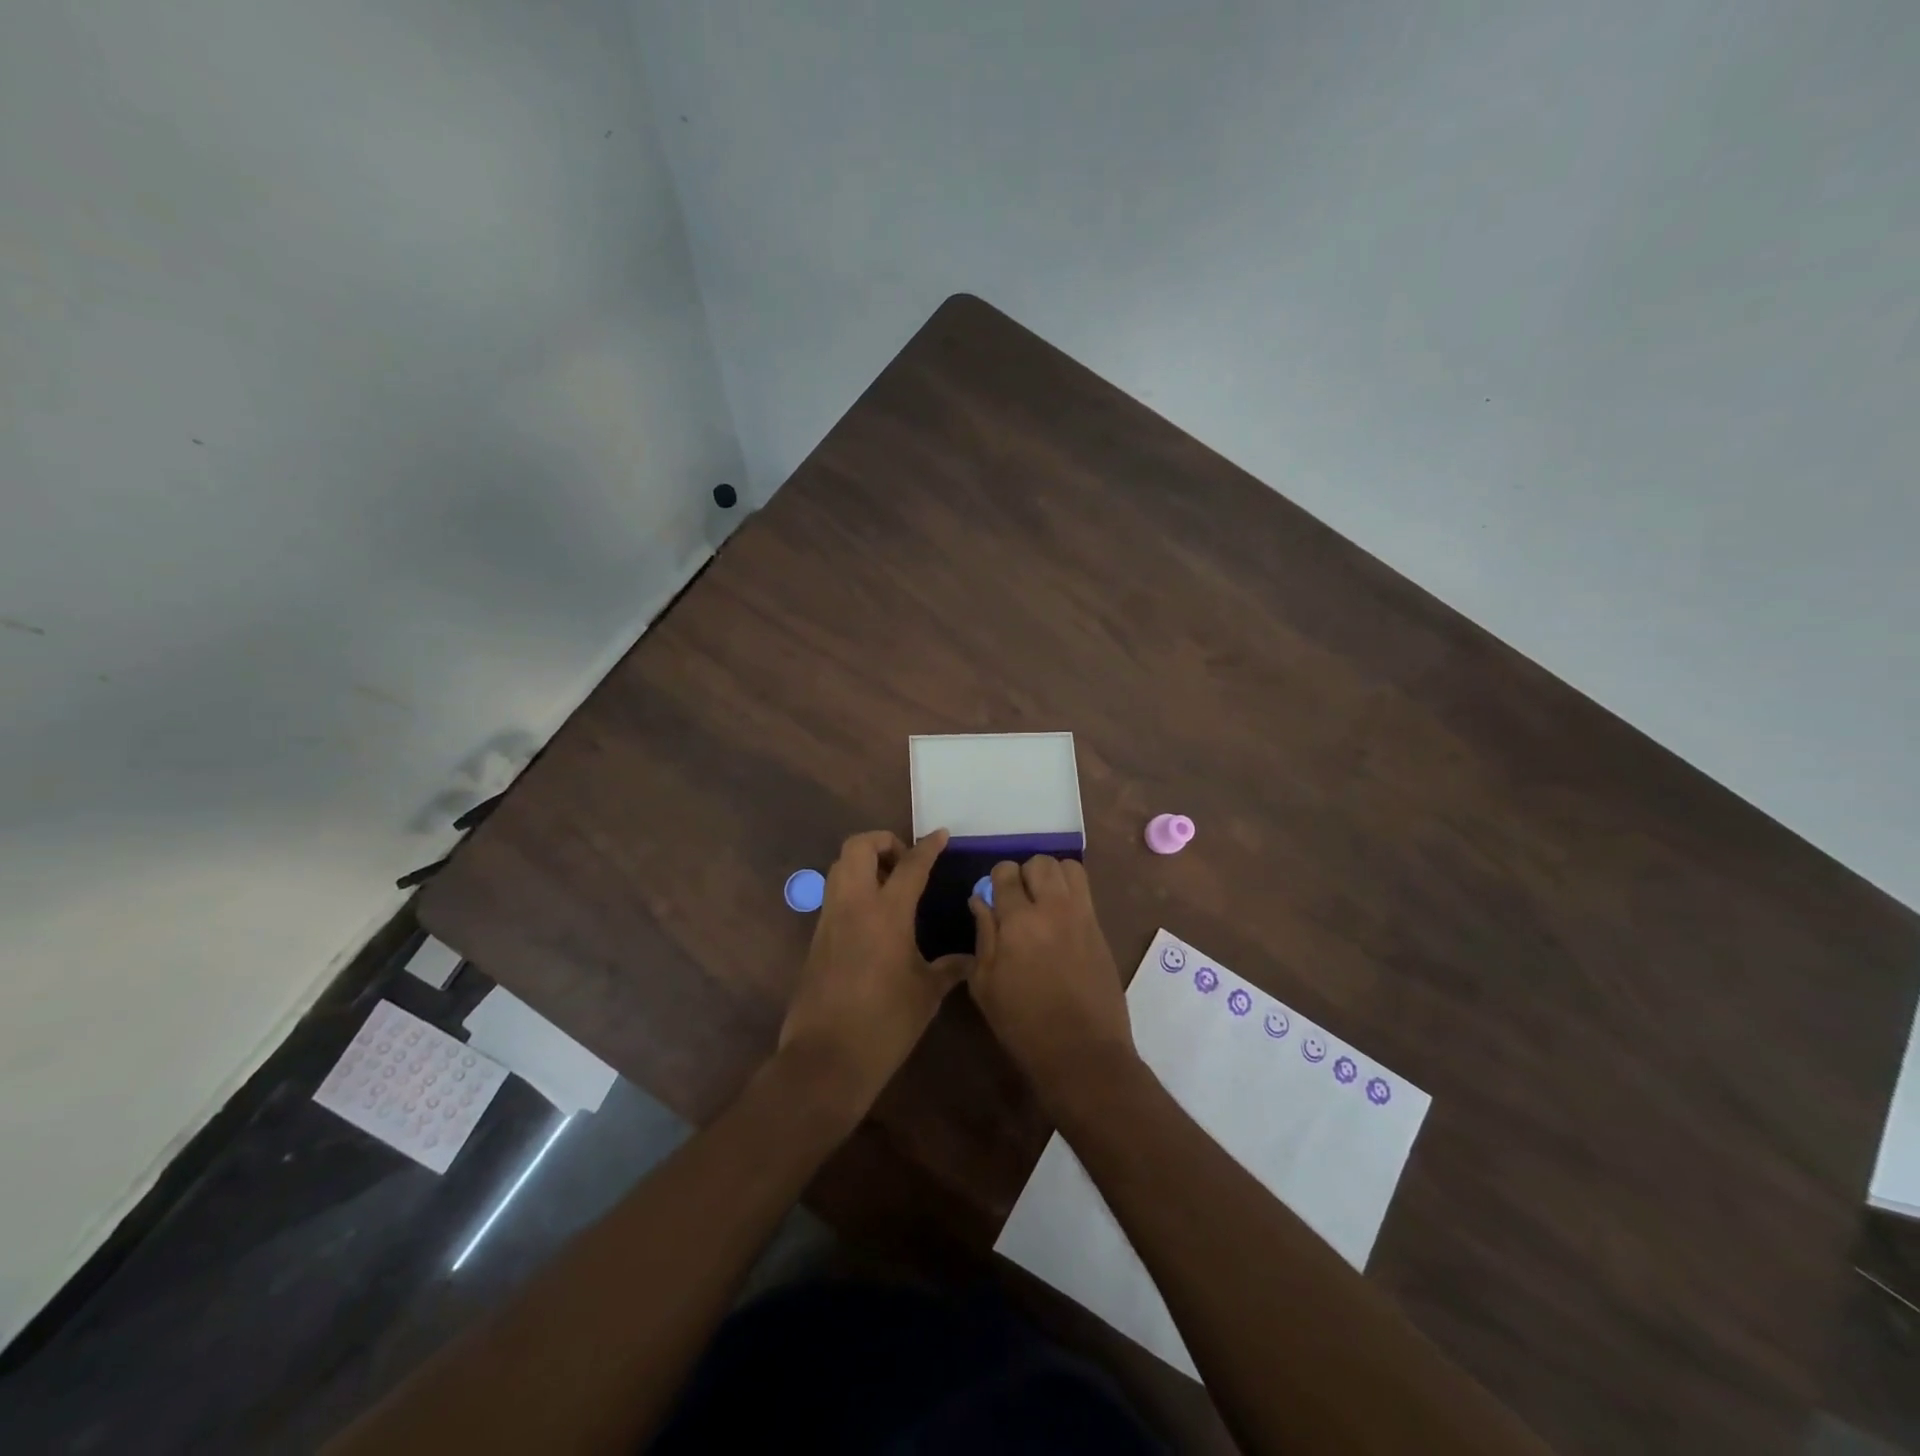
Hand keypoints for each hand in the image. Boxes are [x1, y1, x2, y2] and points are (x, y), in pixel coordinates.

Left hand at [777, 829, 967, 1122]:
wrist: (826, 1057)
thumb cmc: (885, 1023)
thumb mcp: (926, 994)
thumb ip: (949, 968)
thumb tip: (970, 959)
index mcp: (887, 913)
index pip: (910, 865)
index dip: (928, 847)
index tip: (941, 835)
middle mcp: (854, 905)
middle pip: (859, 847)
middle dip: (883, 842)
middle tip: (905, 862)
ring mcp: (830, 919)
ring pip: (840, 867)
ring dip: (865, 863)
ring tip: (891, 887)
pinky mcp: (817, 938)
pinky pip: (834, 895)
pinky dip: (854, 889)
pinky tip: (874, 917)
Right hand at [967, 856, 1137, 1107]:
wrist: (1082, 1053)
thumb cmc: (1023, 1025)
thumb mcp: (985, 985)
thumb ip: (983, 935)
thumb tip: (980, 900)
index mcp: (1018, 921)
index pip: (1005, 872)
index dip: (996, 880)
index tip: (994, 899)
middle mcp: (1053, 908)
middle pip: (1039, 862)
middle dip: (1025, 874)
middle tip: (1018, 900)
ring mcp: (1081, 916)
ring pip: (1068, 867)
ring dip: (1052, 877)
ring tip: (1043, 902)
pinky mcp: (1100, 929)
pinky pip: (1085, 890)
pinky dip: (1070, 891)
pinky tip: (1060, 919)